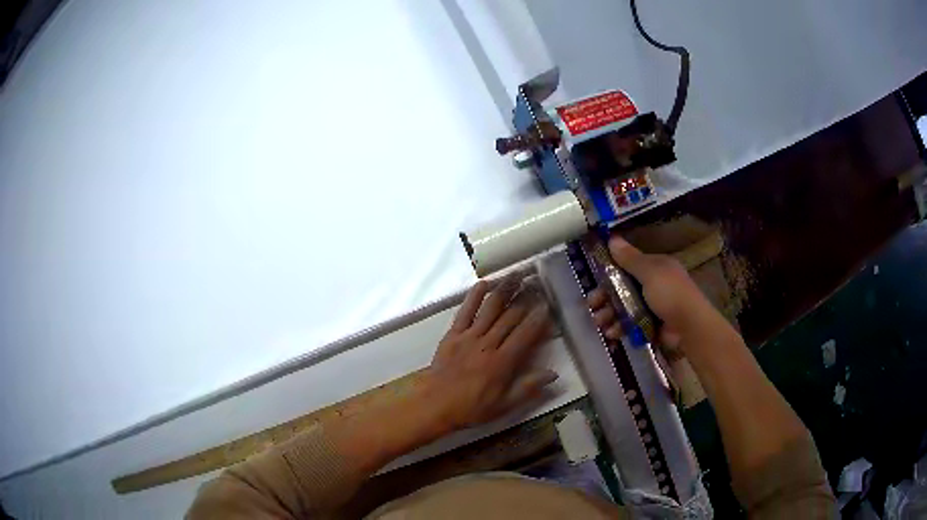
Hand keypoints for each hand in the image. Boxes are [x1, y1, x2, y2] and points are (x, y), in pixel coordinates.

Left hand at [424, 273, 557, 432]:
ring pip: (490, 309)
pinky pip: (465, 311)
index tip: (547, 304)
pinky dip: (474, 296)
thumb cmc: (471, 408)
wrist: (435, 405)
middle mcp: (488, 344)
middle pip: (510, 317)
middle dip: (525, 298)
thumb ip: (528, 388)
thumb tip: (553, 374)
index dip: (538, 318)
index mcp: (502, 362)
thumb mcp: (504, 405)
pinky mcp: (453, 334)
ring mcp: (469, 337)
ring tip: (516, 275)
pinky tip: (484, 283)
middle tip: (536, 283)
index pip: (525, 334)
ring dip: (505, 290)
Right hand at [588, 236, 717, 349]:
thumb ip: (630, 259)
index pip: (627, 266)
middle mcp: (652, 285)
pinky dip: (619, 328)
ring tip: (600, 323)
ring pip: (623, 308)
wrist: (689, 328)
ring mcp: (651, 307)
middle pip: (622, 289)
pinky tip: (612, 334)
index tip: (594, 280)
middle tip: (591, 306)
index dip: (609, 272)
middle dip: (605, 297)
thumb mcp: (650, 272)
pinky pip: (629, 325)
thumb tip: (612, 238)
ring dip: (609, 315)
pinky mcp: (649, 326)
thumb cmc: (670, 294)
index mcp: (655, 268)